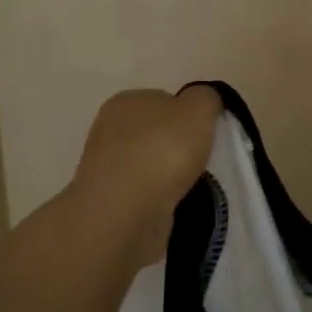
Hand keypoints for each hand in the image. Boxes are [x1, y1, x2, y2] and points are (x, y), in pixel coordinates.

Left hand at [70, 86, 220, 260]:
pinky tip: (172, 205)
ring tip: (190, 187)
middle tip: (201, 161)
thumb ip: (206, 97)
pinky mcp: (109, 202)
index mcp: (126, 101)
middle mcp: (109, 129)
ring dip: (169, 175)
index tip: (205, 134)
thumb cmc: (163, 150)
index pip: (164, 101)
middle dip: (178, 146)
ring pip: (150, 164)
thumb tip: (202, 103)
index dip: (188, 116)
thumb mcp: (199, 108)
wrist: (126, 214)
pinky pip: (144, 193)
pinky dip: (160, 199)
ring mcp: (105, 168)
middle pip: (156, 133)